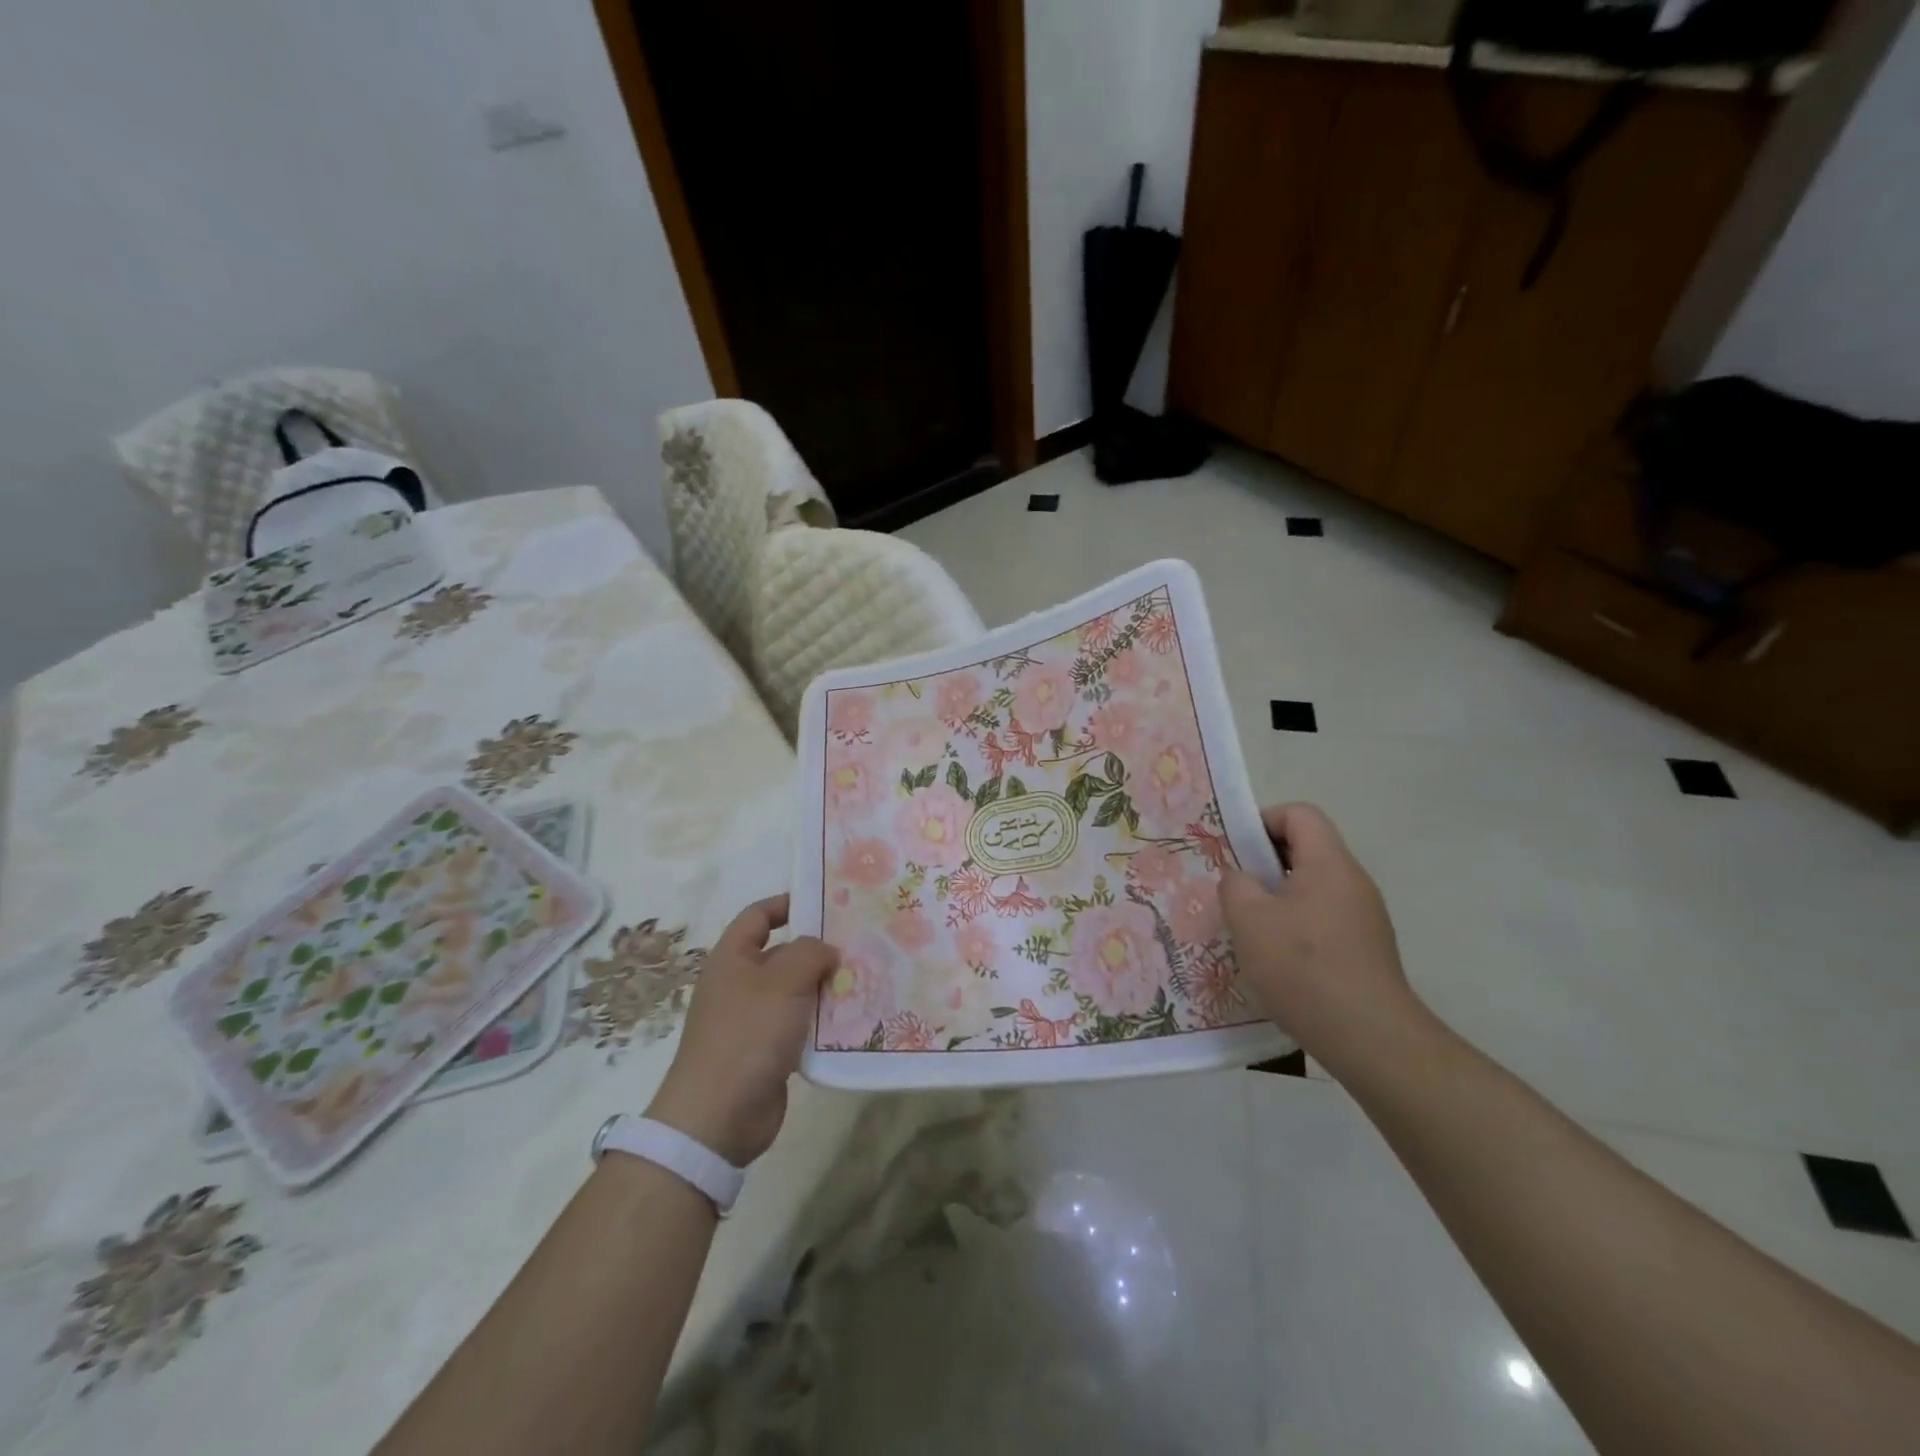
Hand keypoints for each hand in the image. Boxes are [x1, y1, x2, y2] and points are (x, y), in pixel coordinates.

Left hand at [644, 895, 837, 1166]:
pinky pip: (799, 1026)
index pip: (758, 916)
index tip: (826, 903)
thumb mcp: (784, 981)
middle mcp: (739, 984)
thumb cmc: (748, 1034)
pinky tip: (853, 1021)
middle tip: (861, 944)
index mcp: (732, 958)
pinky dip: (822, 1022)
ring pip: (796, 992)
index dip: (788, 904)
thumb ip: (810, 953)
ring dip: (826, 988)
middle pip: (783, 954)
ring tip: (866, 979)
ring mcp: (752, 1020)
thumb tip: (826, 951)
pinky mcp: (767, 1052)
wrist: (718, 1116)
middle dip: (818, 950)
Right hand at [1218, 803, 1419, 1074]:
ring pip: (1313, 887)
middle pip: (1307, 849)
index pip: (1300, 814)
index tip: (1236, 851)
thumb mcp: (1249, 919)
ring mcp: (1364, 917)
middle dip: (1265, 862)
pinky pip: (1324, 918)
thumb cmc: (1303, 967)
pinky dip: (1296, 925)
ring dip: (1278, 897)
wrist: (1370, 1038)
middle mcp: (1353, 882)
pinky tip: (1277, 959)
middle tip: (1235, 889)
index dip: (1263, 821)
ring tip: (1250, 928)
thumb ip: (1235, 885)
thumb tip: (1241, 879)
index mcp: (1329, 864)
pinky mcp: (1366, 949)